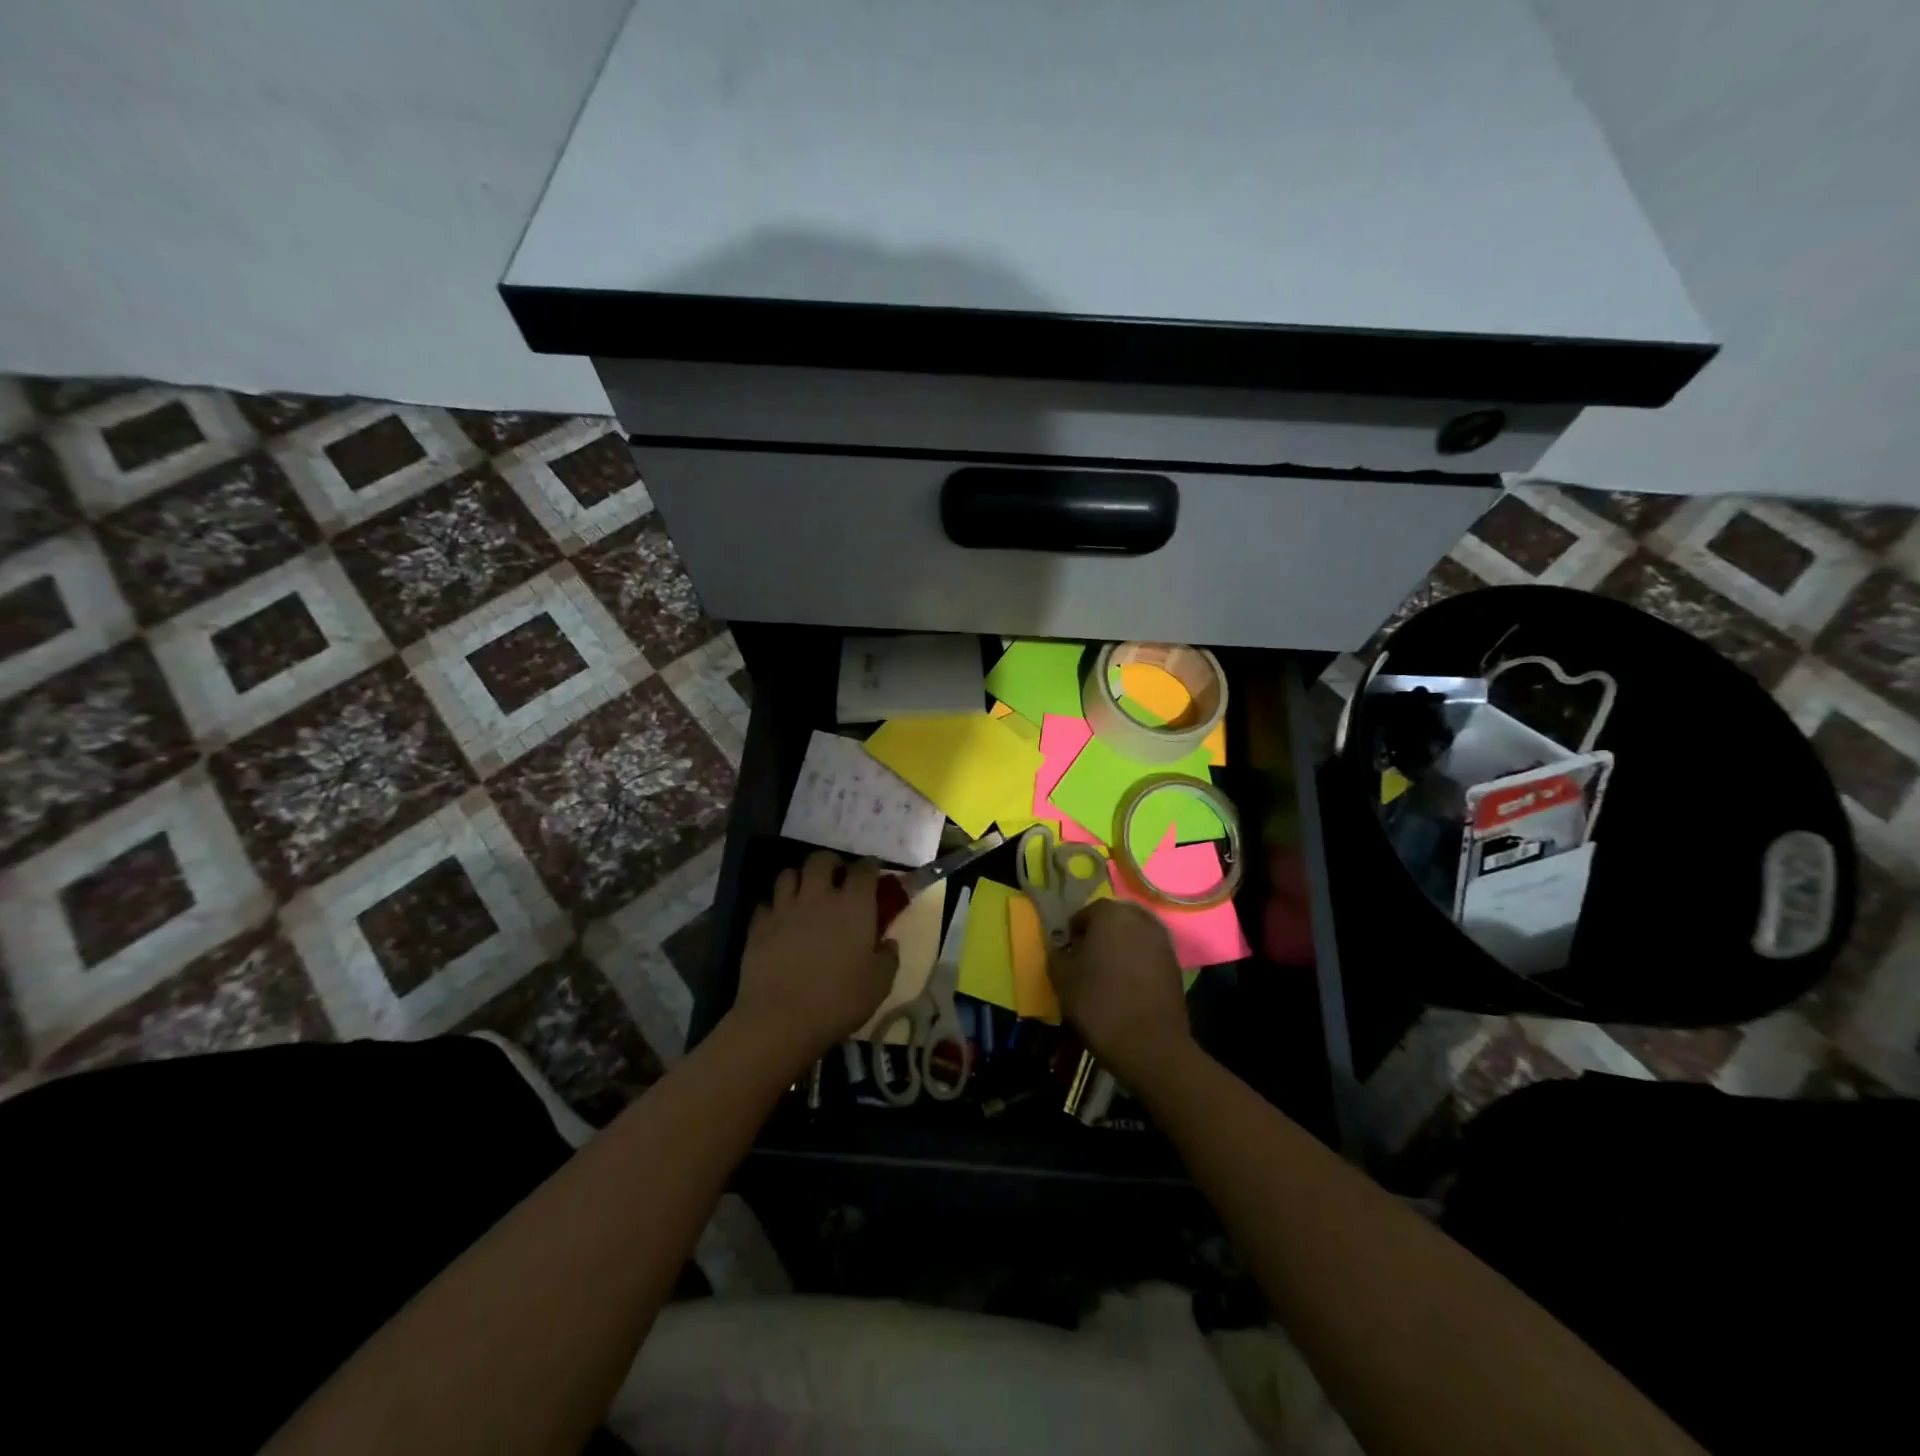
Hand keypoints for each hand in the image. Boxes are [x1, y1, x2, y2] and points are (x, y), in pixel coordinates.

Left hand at [730, 850, 898, 1069]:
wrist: (780, 1019)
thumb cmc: (839, 1000)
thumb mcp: (880, 983)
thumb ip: (888, 957)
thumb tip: (887, 943)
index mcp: (853, 905)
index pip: (864, 869)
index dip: (870, 866)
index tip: (874, 872)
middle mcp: (818, 896)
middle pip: (821, 860)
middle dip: (831, 863)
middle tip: (836, 878)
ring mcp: (784, 909)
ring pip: (788, 874)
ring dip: (799, 879)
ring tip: (805, 894)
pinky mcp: (758, 926)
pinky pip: (765, 904)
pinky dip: (774, 907)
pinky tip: (779, 921)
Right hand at [1049, 899, 1193, 1085]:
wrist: (1150, 1044)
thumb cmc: (1099, 1003)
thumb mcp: (1062, 978)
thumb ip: (1057, 954)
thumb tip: (1061, 948)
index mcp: (1111, 914)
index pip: (1087, 912)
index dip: (1074, 931)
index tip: (1067, 952)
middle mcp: (1140, 919)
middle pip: (1115, 919)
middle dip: (1101, 934)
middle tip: (1087, 959)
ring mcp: (1163, 942)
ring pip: (1135, 936)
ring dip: (1121, 948)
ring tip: (1108, 973)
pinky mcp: (1176, 965)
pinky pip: (1150, 955)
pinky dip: (1138, 963)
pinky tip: (1128, 985)